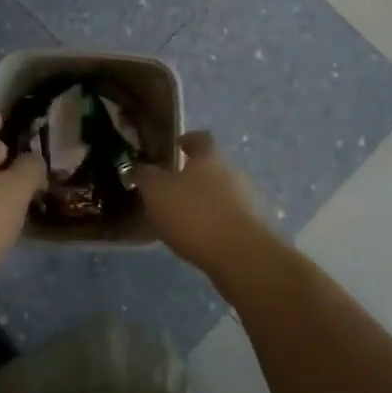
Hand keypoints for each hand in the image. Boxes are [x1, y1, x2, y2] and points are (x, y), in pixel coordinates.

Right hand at [136, 131, 273, 275]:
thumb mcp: (156, 191)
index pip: (200, 138)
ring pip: (219, 193)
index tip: (174, 146)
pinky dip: (211, 223)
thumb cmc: (194, 213)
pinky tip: (195, 237)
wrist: (239, 254)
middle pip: (210, 167)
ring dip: (201, 201)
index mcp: (209, 156)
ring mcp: (246, 200)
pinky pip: (226, 218)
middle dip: (191, 175)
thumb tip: (140, 167)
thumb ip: (145, 176)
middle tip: (168, 188)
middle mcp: (232, 172)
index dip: (186, 139)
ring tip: (178, 217)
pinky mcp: (251, 227)